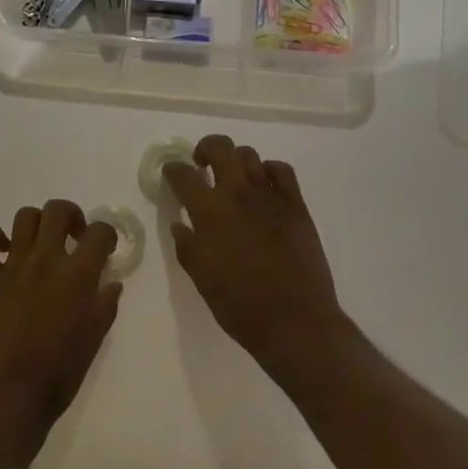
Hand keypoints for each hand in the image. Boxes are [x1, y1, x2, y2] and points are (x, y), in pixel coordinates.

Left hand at [0, 199, 120, 452]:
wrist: (9, 397)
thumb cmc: (59, 374)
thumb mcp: (94, 340)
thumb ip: (105, 305)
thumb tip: (111, 283)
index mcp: (78, 277)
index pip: (100, 232)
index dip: (107, 234)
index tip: (104, 248)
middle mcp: (45, 261)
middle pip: (57, 210)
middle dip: (71, 216)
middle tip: (73, 237)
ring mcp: (13, 266)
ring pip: (24, 217)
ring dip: (37, 223)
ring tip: (41, 244)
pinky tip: (4, 250)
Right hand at [164, 135, 349, 374]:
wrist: (294, 321)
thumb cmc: (239, 306)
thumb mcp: (201, 278)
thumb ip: (187, 246)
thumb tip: (180, 224)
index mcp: (209, 212)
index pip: (183, 175)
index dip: (172, 169)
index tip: (171, 173)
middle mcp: (237, 194)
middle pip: (220, 147)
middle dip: (205, 149)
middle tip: (202, 165)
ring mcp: (270, 195)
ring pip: (250, 154)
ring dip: (236, 160)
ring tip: (233, 177)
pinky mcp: (296, 204)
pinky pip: (281, 169)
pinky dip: (268, 170)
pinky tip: (264, 185)